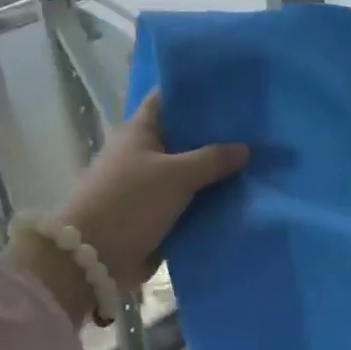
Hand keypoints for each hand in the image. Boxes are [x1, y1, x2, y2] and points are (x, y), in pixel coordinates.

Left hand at [57, 90, 248, 290]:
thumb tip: (245, 148)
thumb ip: (213, 159)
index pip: (169, 98)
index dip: (197, 92)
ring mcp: (149, 184)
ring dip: (215, 171)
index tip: (231, 90)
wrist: (93, 259)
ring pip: (189, 170)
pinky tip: (241, 195)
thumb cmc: (130, 203)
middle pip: (184, 136)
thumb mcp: (176, 176)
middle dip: (216, 134)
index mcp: (140, 130)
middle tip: (256, 128)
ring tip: (257, 161)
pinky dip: (209, 199)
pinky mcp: (155, 213)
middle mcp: (143, 152)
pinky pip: (188, 200)